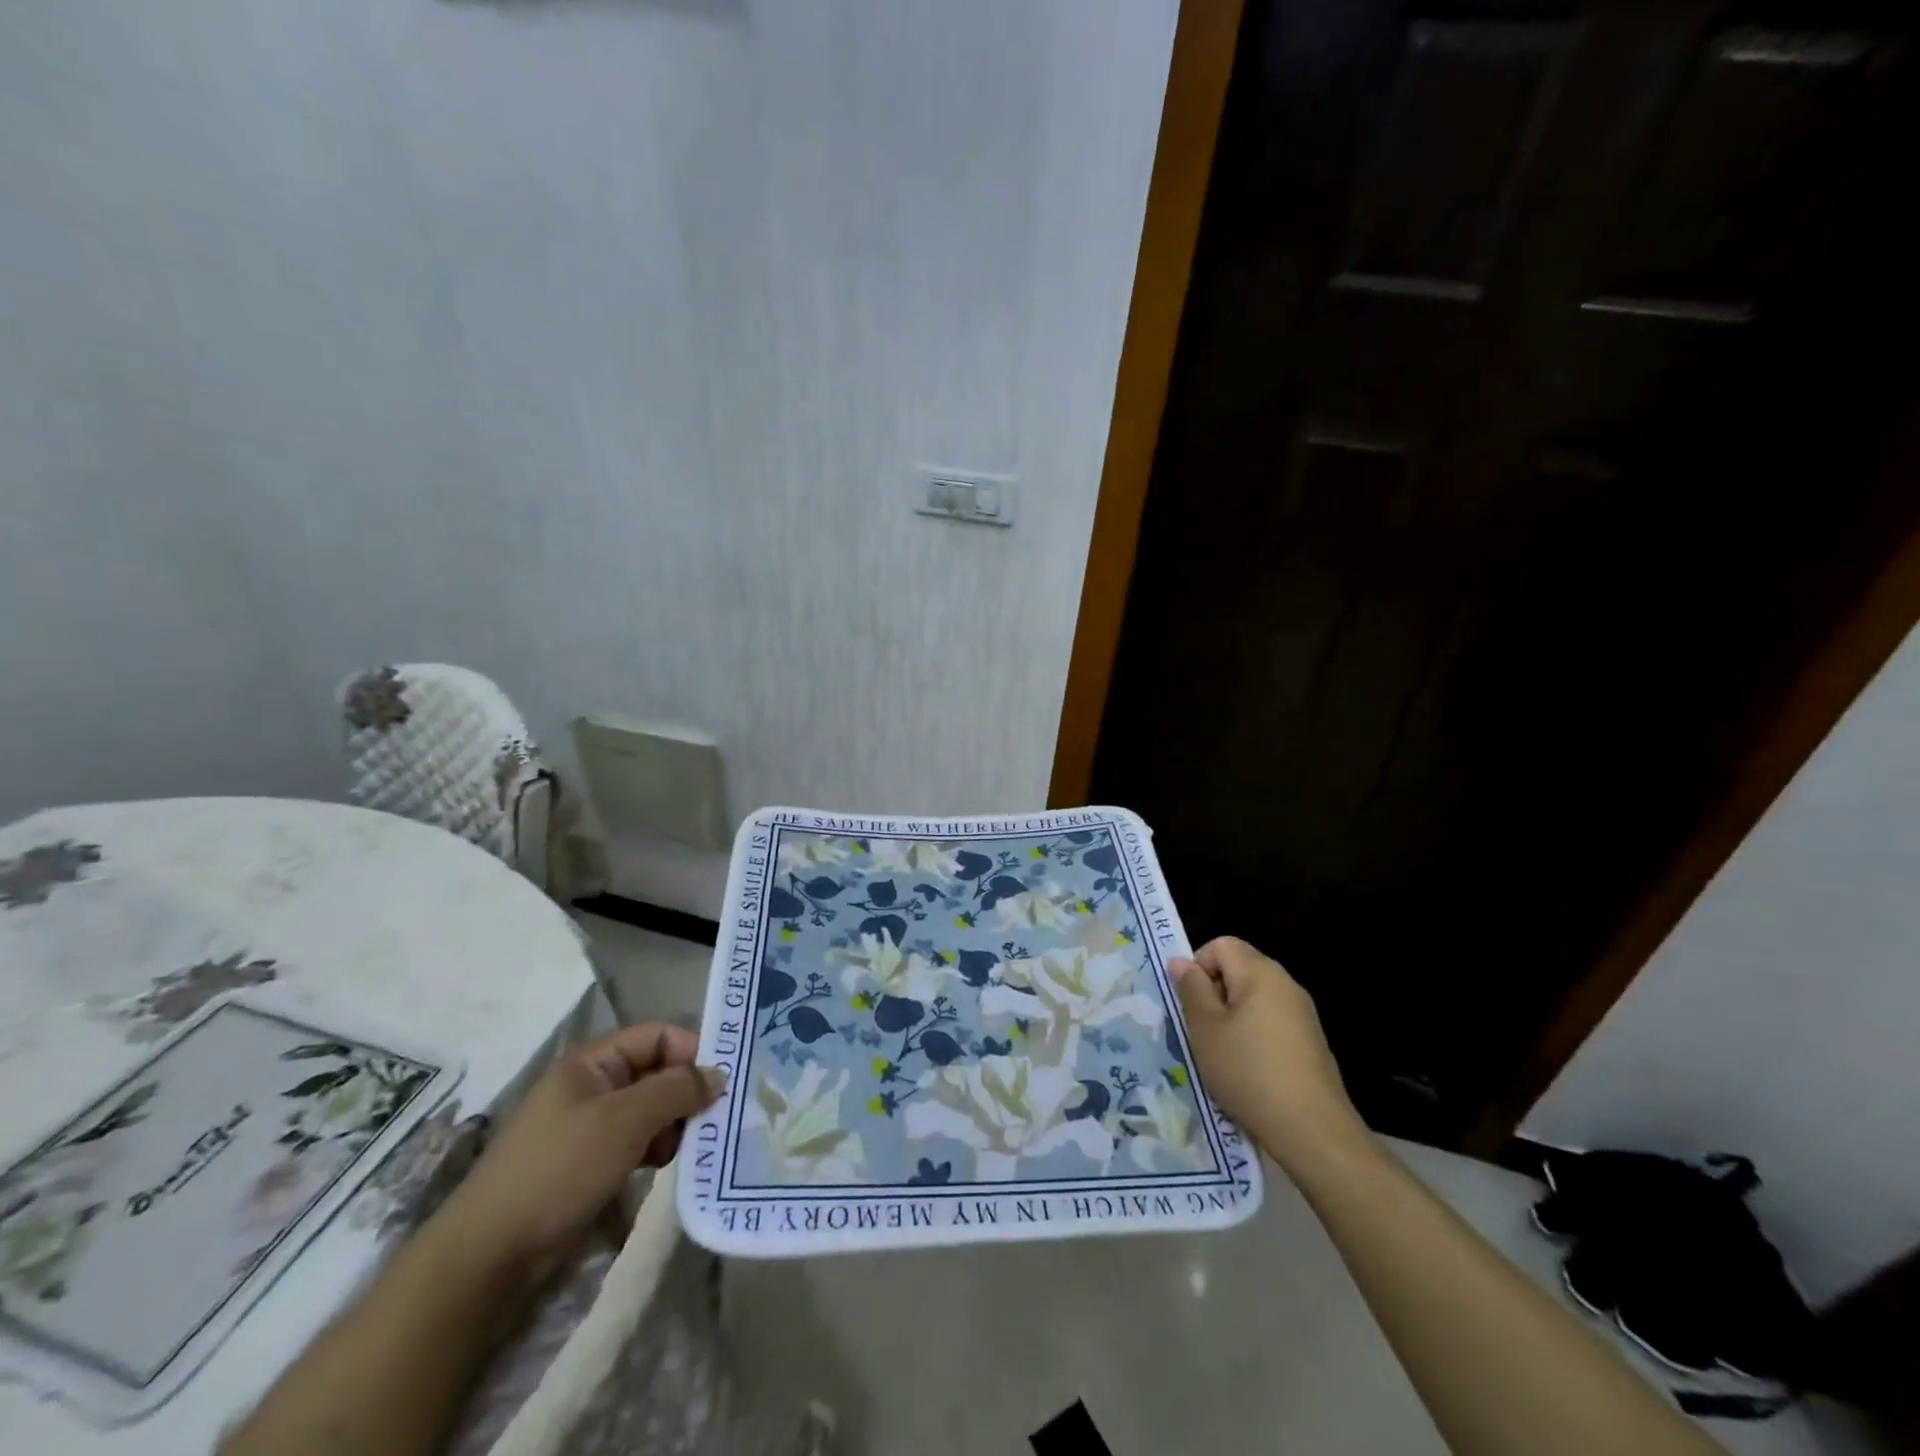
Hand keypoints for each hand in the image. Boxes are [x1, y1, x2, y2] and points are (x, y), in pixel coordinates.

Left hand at [435, 1024, 722, 1276]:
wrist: (490, 1256)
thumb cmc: (559, 1169)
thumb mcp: (625, 1120)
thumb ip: (677, 1090)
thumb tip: (718, 1075)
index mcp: (592, 1062)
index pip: (657, 1036)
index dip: (691, 1051)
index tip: (721, 1081)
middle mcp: (591, 1086)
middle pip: (655, 1072)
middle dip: (685, 1092)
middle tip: (710, 1120)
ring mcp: (589, 1126)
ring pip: (649, 1109)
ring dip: (673, 1124)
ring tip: (684, 1148)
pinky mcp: (589, 1163)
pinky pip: (636, 1141)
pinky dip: (655, 1148)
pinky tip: (663, 1167)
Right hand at [1171, 937, 1367, 1169]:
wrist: (1313, 1130)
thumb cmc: (1248, 1071)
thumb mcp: (1205, 1029)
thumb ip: (1191, 990)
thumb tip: (1181, 961)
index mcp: (1260, 972)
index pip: (1221, 945)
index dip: (1198, 966)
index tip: (1190, 1003)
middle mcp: (1286, 984)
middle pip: (1239, 969)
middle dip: (1214, 993)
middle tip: (1200, 1030)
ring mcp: (1303, 1014)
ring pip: (1254, 999)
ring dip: (1232, 1018)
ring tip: (1221, 1054)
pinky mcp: (1311, 1043)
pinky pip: (1272, 1024)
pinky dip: (1254, 1037)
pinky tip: (1248, 1071)